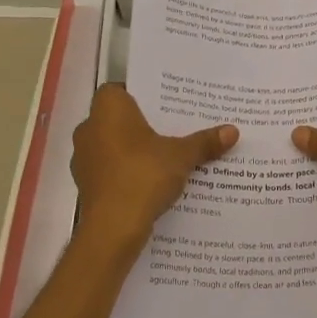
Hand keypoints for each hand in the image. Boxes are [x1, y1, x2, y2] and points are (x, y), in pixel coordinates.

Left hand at [71, 84, 236, 255]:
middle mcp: (89, 128)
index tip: (162, 105)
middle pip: (117, 119)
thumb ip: (204, 142)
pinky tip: (149, 182)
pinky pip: (109, 170)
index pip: (118, 90)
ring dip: (131, 151)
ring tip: (163, 157)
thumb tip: (233, 131)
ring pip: (111, 146)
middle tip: (170, 129)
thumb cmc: (143, 175)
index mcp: (108, 109)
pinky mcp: (86, 185)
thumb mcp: (181, 156)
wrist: (113, 228)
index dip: (138, 95)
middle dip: (140, 125)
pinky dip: (125, 173)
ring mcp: (84, 159)